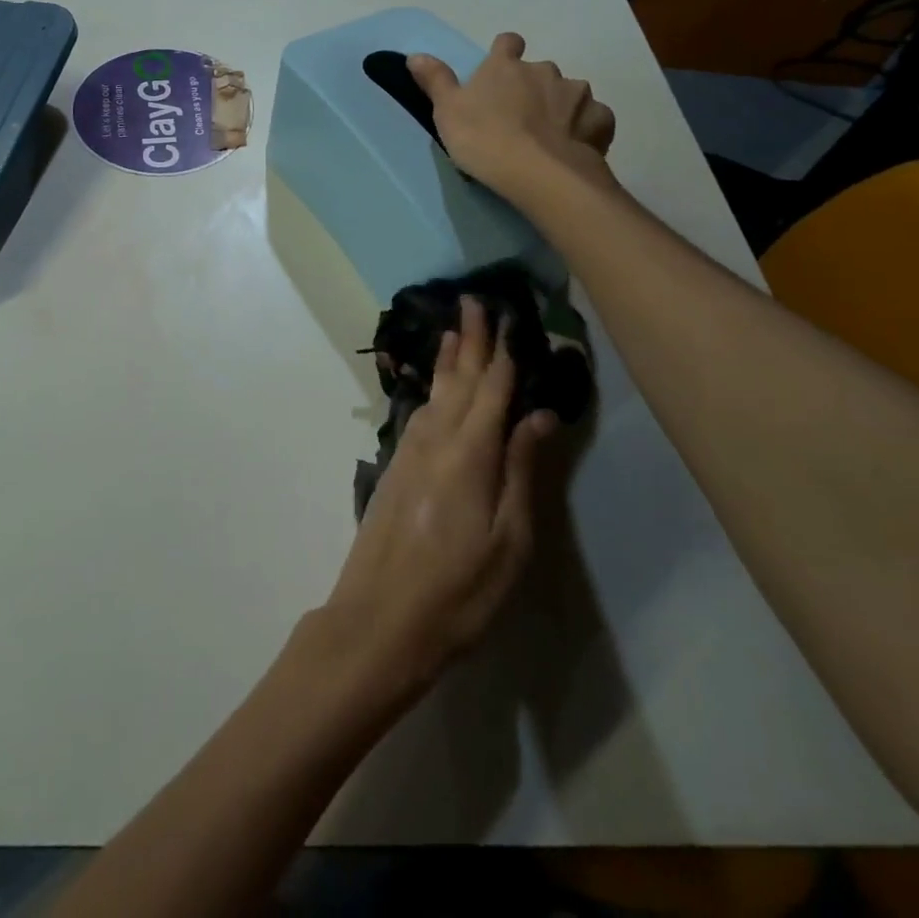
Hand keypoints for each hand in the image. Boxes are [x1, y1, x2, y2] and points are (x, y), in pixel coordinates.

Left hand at [322, 297, 557, 695]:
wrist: (380, 617)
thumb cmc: (458, 590)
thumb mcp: (509, 541)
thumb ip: (522, 471)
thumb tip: (538, 415)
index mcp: (470, 452)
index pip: (492, 389)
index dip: (503, 352)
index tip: (508, 315)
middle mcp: (436, 439)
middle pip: (459, 380)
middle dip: (470, 340)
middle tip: (474, 300)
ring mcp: (410, 451)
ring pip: (435, 392)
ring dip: (448, 359)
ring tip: (455, 331)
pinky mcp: (396, 468)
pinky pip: (420, 412)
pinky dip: (432, 388)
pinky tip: (436, 387)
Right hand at [409, 32, 615, 203]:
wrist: (538, 172)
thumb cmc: (483, 138)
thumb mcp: (447, 111)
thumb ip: (435, 80)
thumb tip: (415, 54)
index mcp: (506, 66)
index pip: (508, 43)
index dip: (505, 54)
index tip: (500, 72)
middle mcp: (545, 70)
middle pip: (540, 71)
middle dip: (533, 88)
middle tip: (519, 119)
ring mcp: (577, 93)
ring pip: (569, 94)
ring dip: (560, 108)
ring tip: (548, 138)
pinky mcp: (600, 120)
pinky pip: (593, 118)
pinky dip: (585, 129)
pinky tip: (574, 147)